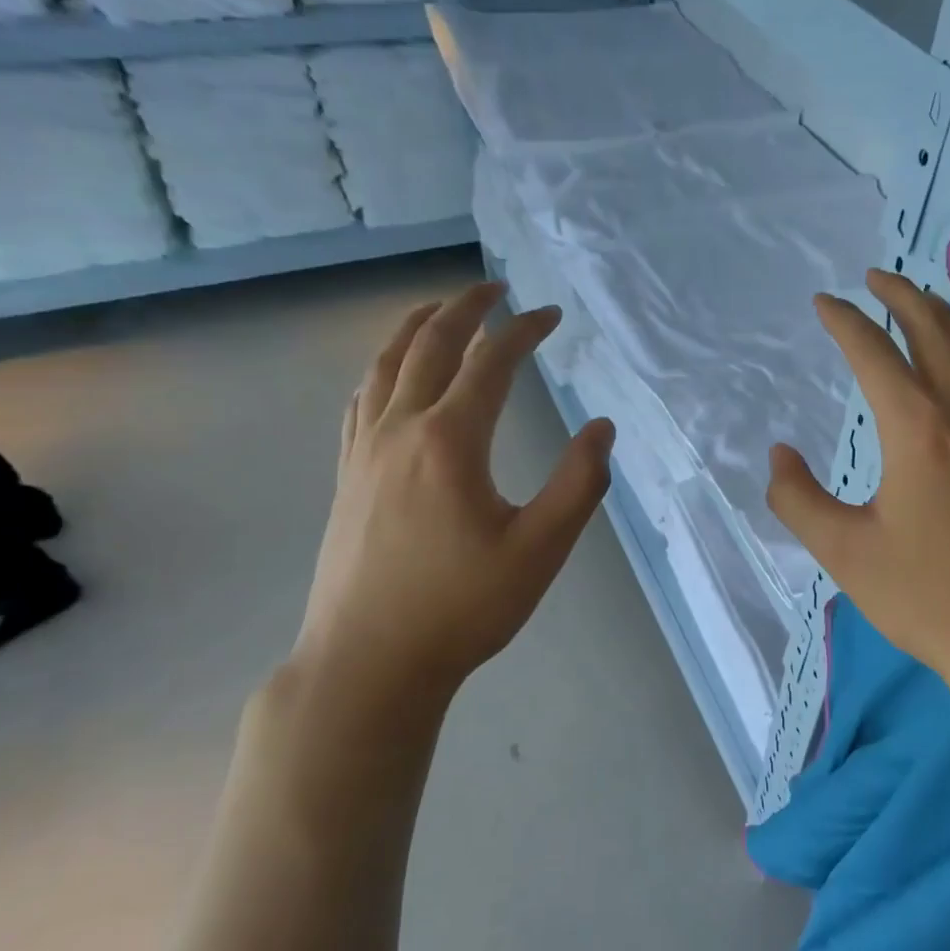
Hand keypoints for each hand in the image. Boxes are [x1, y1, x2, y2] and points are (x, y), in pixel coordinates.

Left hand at [287, 283, 613, 739]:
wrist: (369, 662)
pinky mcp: (347, 477)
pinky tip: (392, 376)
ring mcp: (364, 452)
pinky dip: (383, 368)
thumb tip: (602, 428)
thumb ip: (579, 483)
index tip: (552, 315)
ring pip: (384, 365)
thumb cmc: (463, 607)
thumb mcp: (541, 549)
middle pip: (428, 345)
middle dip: (465, 308)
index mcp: (450, 441)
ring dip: (415, 327)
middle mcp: (400, 430)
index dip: (524, 331)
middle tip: (496, 288)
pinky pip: (362, 400)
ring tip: (440, 309)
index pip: (490, 363)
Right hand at [766, 269, 949, 701]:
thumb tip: (780, 456)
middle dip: (901, 296)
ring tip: (920, 303)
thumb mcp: (844, 553)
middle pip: (934, 333)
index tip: (822, 301)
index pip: (874, 354)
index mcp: (917, 428)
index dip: (844, 322)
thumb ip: (799, 500)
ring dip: (943, 318)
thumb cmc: (929, 596)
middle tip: (873, 277)